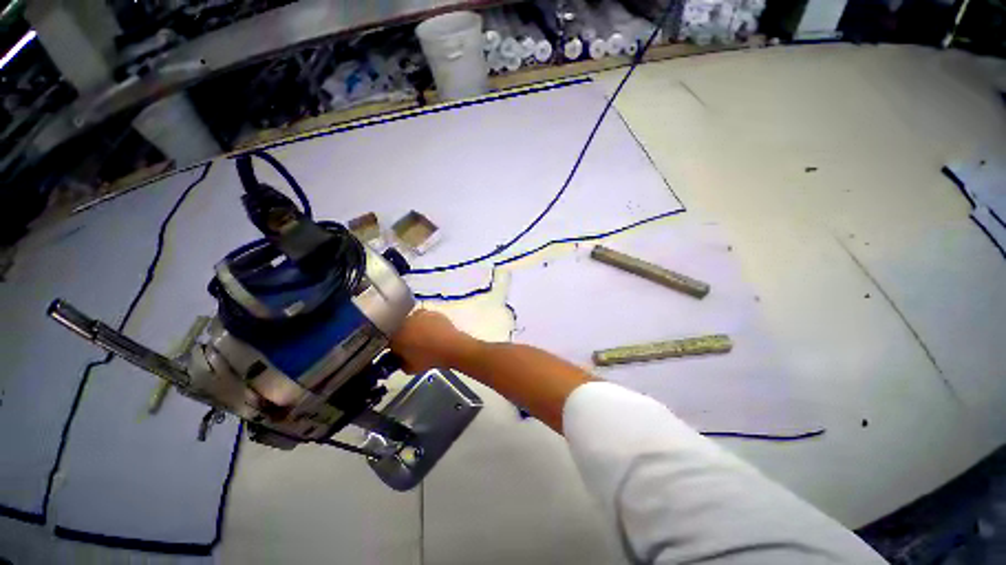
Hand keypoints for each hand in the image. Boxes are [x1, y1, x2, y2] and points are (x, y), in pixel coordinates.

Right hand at [390, 309, 474, 373]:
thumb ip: (400, 363)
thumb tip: (400, 359)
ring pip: (414, 323)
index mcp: (395, 335)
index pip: (389, 342)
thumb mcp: (409, 368)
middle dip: (405, 337)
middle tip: (413, 348)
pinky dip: (428, 325)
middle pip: (401, 329)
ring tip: (426, 340)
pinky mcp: (433, 313)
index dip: (395, 350)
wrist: (451, 346)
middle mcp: (405, 321)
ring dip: (417, 329)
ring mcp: (420, 314)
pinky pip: (426, 320)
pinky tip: (435, 334)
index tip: (400, 355)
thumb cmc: (428, 358)